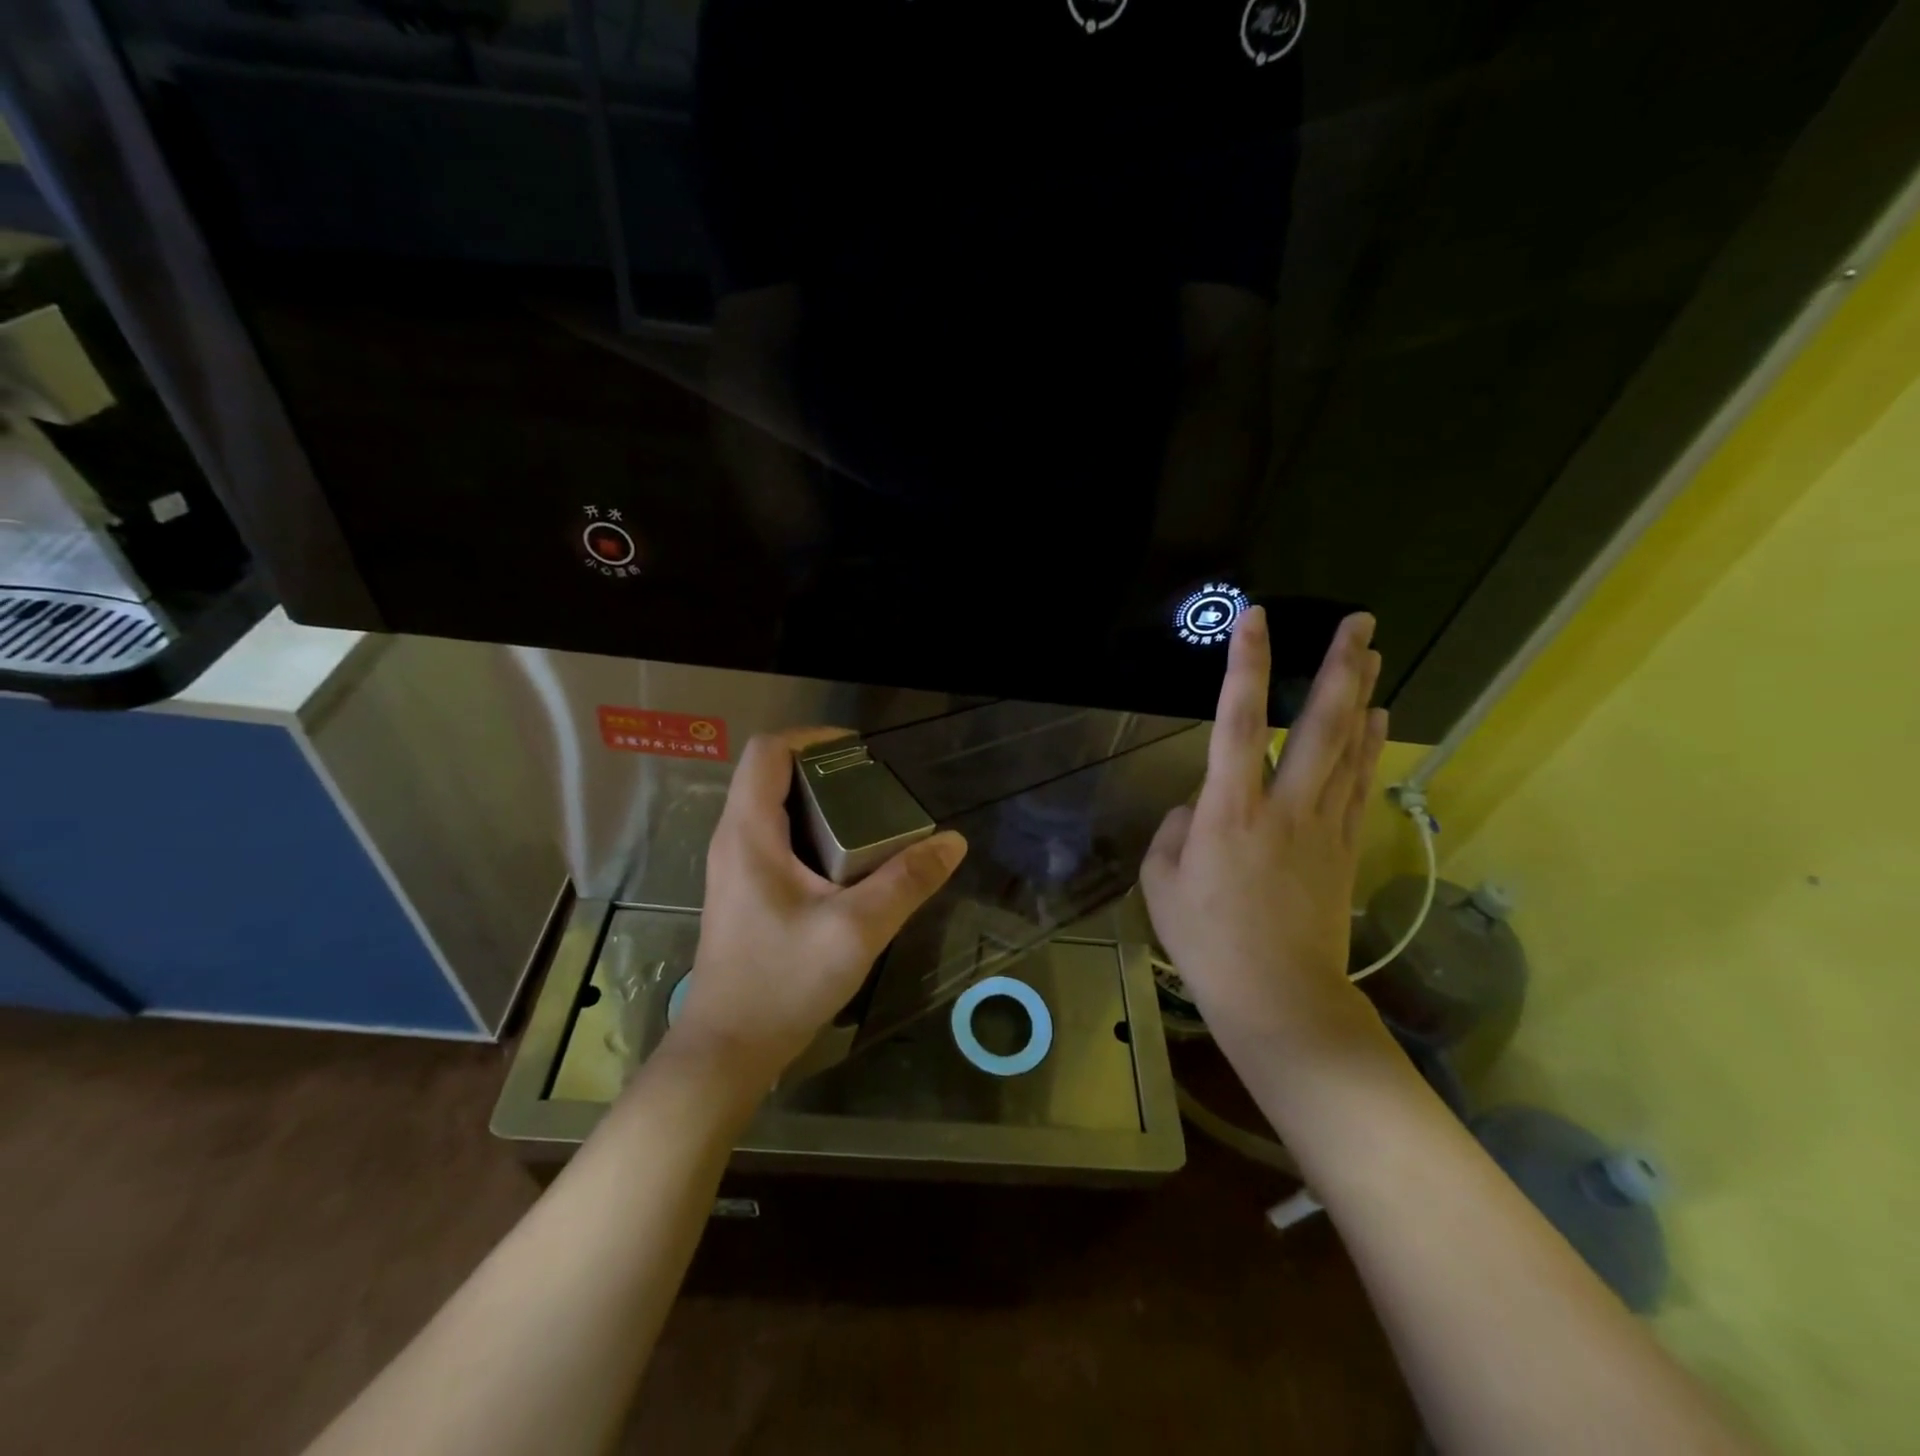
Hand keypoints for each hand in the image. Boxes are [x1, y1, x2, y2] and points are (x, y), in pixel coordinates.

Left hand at [668, 729, 967, 1087]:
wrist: (729, 1049)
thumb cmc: (784, 982)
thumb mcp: (856, 930)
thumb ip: (906, 882)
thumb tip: (952, 842)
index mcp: (749, 833)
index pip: (767, 751)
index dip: (812, 737)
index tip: (860, 751)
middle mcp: (734, 839)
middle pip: (772, 775)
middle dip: (825, 770)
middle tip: (876, 788)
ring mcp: (735, 866)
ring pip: (774, 807)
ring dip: (820, 802)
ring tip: (871, 818)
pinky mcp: (744, 890)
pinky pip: (776, 838)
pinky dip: (812, 831)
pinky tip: (848, 862)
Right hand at [1141, 607, 1387, 1058]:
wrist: (1279, 998)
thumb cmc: (1207, 943)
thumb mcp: (1161, 883)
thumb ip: (1175, 832)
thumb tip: (1198, 807)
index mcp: (1228, 812)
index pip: (1237, 722)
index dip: (1245, 667)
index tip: (1255, 621)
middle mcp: (1282, 807)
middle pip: (1319, 726)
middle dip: (1338, 669)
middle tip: (1360, 623)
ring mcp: (1322, 827)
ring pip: (1348, 749)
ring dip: (1362, 696)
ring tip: (1373, 653)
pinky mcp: (1345, 850)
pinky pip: (1359, 786)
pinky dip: (1372, 748)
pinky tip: (1381, 722)